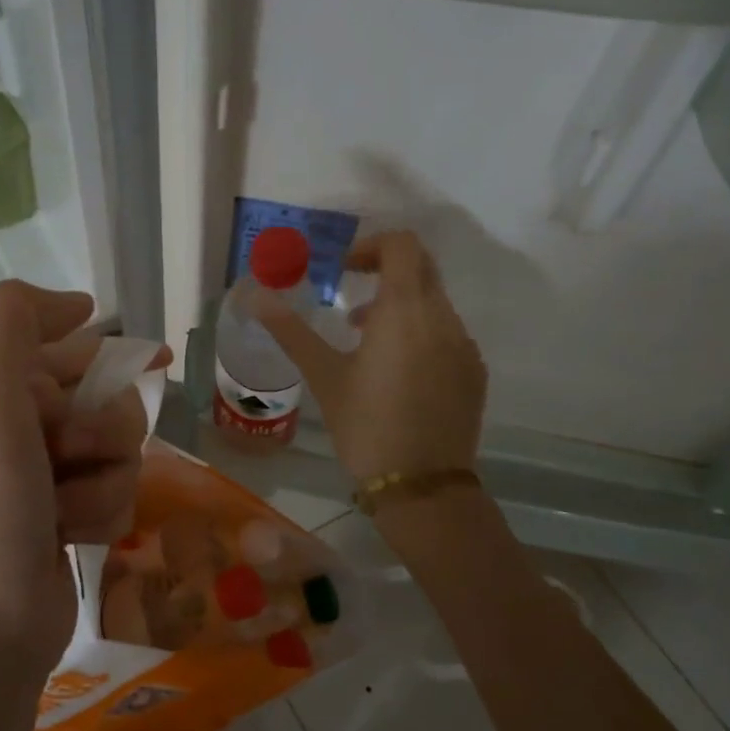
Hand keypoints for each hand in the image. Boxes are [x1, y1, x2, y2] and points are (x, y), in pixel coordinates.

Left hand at [0, 281, 169, 681]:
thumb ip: (12, 322)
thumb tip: (77, 305)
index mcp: (0, 392)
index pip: (70, 346)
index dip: (112, 347)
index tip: (158, 357)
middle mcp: (24, 428)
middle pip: (108, 399)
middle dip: (105, 427)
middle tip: (74, 456)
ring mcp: (50, 477)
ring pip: (123, 449)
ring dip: (107, 478)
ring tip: (68, 512)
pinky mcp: (72, 520)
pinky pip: (121, 492)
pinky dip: (108, 512)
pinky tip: (79, 539)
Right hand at [257, 231, 484, 481]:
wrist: (421, 485)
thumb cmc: (366, 425)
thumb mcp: (323, 375)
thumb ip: (291, 329)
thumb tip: (255, 294)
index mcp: (406, 310)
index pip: (402, 245)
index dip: (371, 246)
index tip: (343, 270)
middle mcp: (443, 318)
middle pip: (422, 267)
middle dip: (384, 271)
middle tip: (351, 293)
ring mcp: (464, 345)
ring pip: (435, 302)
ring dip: (400, 304)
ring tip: (364, 339)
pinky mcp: (474, 372)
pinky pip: (447, 332)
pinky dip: (420, 332)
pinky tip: (395, 371)